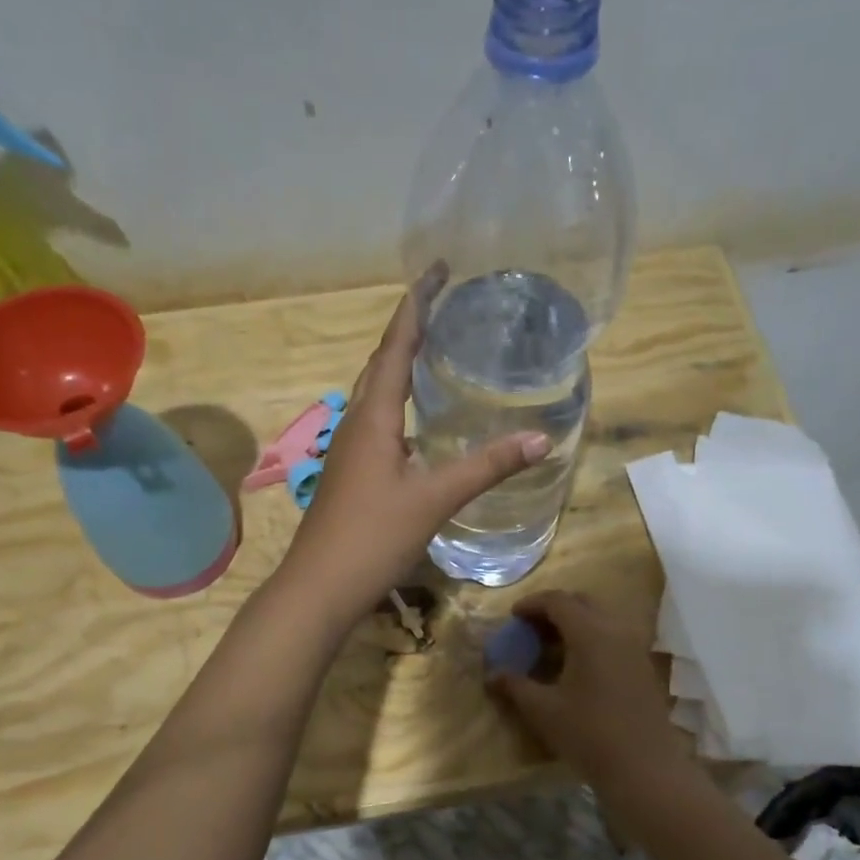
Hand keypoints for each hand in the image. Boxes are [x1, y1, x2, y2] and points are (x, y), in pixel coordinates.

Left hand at [278, 262, 550, 621]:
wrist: (318, 588)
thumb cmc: (372, 537)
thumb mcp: (434, 499)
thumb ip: (486, 467)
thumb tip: (541, 439)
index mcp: (373, 417)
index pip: (396, 347)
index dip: (416, 307)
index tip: (435, 271)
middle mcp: (356, 423)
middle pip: (381, 362)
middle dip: (408, 327)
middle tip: (440, 301)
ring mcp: (349, 450)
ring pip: (374, 392)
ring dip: (398, 362)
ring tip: (430, 346)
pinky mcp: (351, 473)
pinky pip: (375, 420)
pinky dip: (396, 401)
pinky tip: (415, 419)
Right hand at [489, 590, 682, 784]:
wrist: (645, 770)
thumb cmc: (589, 735)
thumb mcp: (543, 711)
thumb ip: (515, 686)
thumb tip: (492, 676)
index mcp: (590, 633)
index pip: (558, 601)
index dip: (532, 604)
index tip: (513, 616)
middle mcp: (616, 630)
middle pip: (582, 603)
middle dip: (554, 609)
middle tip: (531, 628)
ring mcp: (635, 648)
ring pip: (601, 619)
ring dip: (575, 624)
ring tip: (552, 647)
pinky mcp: (644, 666)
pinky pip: (614, 637)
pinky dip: (592, 639)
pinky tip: (577, 666)